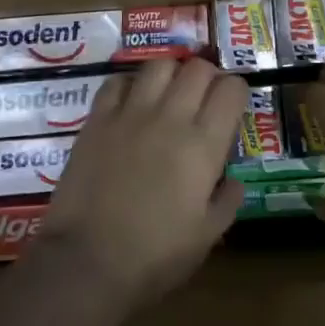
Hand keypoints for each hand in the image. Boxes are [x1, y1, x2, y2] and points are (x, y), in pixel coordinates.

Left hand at [43, 58, 248, 306]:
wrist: (88, 260)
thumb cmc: (155, 256)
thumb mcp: (206, 236)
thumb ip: (227, 202)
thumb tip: (233, 181)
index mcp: (203, 145)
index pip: (231, 90)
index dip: (237, 91)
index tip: (232, 107)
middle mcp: (170, 117)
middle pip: (197, 68)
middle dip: (208, 77)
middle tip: (203, 99)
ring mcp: (130, 113)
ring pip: (159, 65)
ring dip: (171, 73)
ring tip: (169, 94)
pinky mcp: (97, 119)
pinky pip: (117, 81)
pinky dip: (130, 84)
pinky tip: (131, 103)